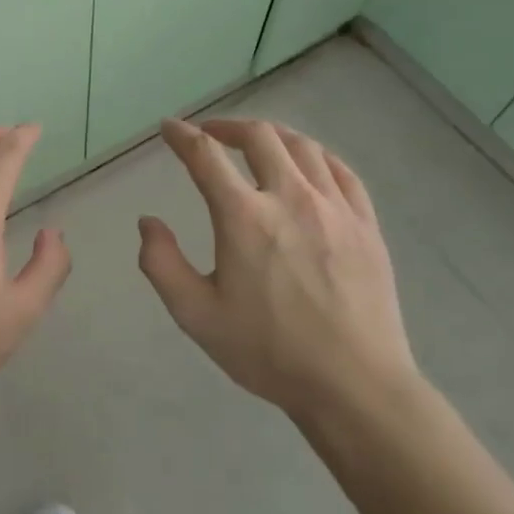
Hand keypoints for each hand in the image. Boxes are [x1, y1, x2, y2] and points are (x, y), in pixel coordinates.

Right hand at [137, 117, 419, 422]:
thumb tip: (148, 222)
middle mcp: (289, 197)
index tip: (169, 129)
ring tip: (256, 142)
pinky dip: (315, 155)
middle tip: (210, 134)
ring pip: (301, 146)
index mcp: (243, 216)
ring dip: (271, 135)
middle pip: (258, 136)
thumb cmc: (268, 352)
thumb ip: (161, 263)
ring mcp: (334, 207)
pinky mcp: (365, 223)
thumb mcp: (196, 315)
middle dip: (227, 126)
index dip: (182, 135)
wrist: (353, 386)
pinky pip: (340, 170)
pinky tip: (307, 164)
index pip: (205, 155)